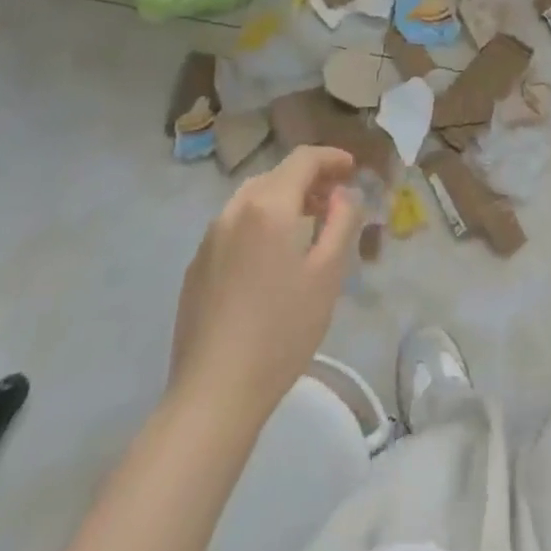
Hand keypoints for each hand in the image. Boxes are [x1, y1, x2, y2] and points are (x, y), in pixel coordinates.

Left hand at [168, 145, 362, 419]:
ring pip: (253, 198)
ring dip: (284, 198)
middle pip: (276, 175)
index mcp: (268, 206)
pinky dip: (260, 221)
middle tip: (336, 198)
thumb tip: (343, 193)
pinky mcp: (197, 265)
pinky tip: (272, 255)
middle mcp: (234, 210)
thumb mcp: (328, 274)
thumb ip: (342, 221)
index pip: (303, 159)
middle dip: (309, 178)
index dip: (331, 157)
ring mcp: (210, 237)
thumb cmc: (281, 331)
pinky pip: (235, 224)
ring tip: (308, 223)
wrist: (213, 393)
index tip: (353, 168)